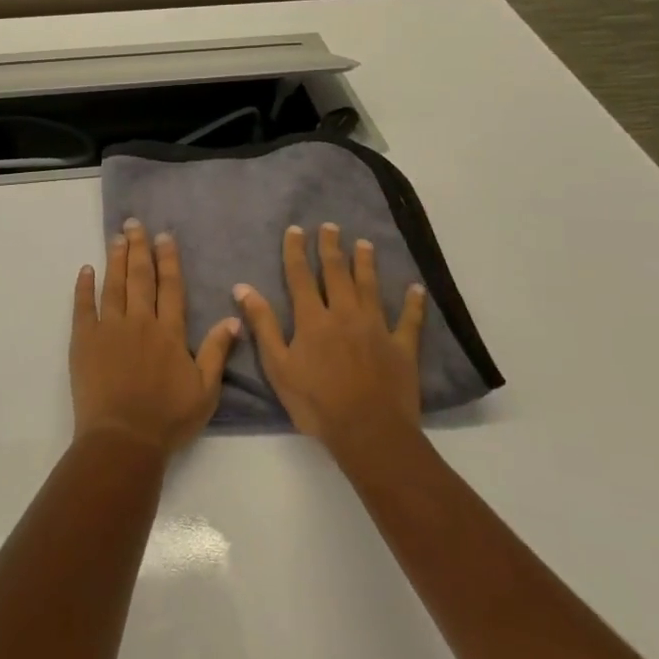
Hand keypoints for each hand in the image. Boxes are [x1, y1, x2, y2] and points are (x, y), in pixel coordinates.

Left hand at [70, 219, 240, 455]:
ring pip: (114, 285)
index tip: (164, 236)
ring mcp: (109, 328)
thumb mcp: (205, 390)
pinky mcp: (84, 340)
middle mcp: (140, 321)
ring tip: (116, 238)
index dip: (168, 260)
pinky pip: (83, 306)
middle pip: (140, 278)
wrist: (123, 438)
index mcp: (169, 332)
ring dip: (115, 260)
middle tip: (135, 224)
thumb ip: (217, 352)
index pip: (170, 287)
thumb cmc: (168, 419)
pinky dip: (84, 286)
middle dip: (139, 248)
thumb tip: (232, 317)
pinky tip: (86, 270)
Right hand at [233, 223, 426, 454]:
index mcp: (312, 319)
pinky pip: (409, 320)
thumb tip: (242, 287)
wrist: (368, 431)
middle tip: (331, 227)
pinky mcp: (402, 347)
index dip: (297, 251)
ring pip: (370, 288)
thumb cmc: (315, 402)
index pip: (301, 276)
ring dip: (366, 264)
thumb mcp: (277, 366)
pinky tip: (416, 288)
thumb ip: (262, 324)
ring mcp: (377, 328)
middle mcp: (345, 314)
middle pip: (337, 274)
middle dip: (332, 248)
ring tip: (364, 244)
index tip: (296, 229)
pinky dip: (413, 303)